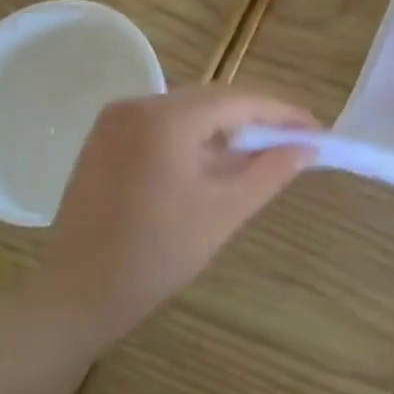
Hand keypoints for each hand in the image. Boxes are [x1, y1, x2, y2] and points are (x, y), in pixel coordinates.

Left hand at [36, 87, 319, 343]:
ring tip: (260, 153)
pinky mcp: (105, 139)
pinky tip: (215, 160)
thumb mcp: (224, 212)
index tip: (316, 129)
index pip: (239, 101)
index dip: (282, 113)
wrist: (77, 294)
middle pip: (213, 99)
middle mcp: (138, 105)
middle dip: (255, 119)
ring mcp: (115, 120)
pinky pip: (163, 124)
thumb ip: (270, 172)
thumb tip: (306, 147)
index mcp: (166, 120)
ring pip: (188, 110)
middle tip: (294, 142)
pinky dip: (194, 136)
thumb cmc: (157, 255)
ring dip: (226, 127)